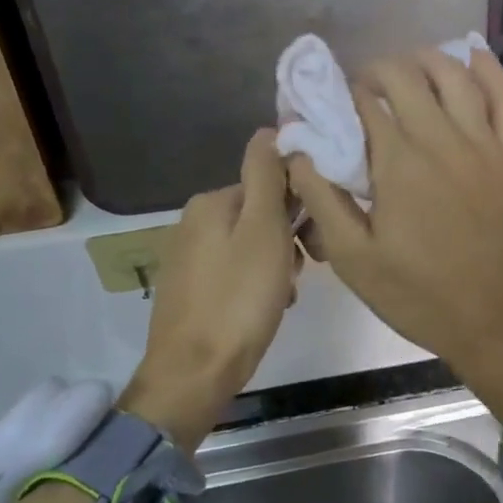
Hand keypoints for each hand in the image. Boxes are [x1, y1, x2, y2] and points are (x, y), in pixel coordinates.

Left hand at [120, 129, 298, 451]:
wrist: (195, 373)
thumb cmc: (239, 298)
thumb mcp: (264, 229)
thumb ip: (266, 175)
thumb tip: (269, 129)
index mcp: (210, 202)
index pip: (268, 184)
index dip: (297, 208)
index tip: (312, 239)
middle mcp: (193, 223)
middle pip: (260, 217)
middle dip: (288, 241)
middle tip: (300, 272)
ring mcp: (189, 259)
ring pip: (252, 248)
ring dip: (277, 267)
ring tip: (284, 296)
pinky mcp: (192, 291)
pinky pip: (237, 274)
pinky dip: (258, 287)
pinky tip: (267, 309)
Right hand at [287, 48, 502, 423]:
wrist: (497, 321)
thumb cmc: (419, 296)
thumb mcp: (353, 259)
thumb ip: (321, 198)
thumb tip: (297, 150)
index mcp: (399, 163)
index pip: (365, 102)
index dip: (343, 94)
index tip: (332, 104)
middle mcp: (442, 139)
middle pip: (406, 76)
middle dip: (377, 72)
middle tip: (364, 89)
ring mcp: (484, 143)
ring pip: (455, 74)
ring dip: (425, 60)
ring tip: (406, 68)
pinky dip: (487, 69)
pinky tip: (471, 55)